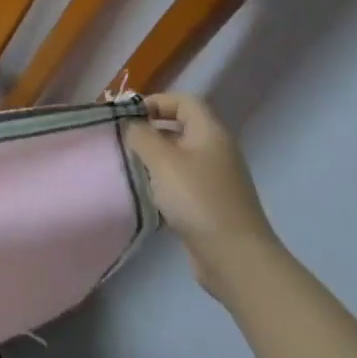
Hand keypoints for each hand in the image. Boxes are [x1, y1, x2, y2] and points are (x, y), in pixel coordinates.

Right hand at [123, 92, 280, 298]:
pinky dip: (163, 180)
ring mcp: (216, 178)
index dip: (155, 101)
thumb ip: (141, 135)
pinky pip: (182, 179)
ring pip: (179, 154)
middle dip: (150, 129)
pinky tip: (146, 192)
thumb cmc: (196, 199)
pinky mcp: (211, 202)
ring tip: (129, 165)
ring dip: (154, 156)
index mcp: (210, 133)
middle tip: (122, 139)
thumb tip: (131, 124)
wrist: (234, 256)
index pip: (184, 101)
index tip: (127, 116)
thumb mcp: (162, 160)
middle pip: (181, 126)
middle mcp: (216, 150)